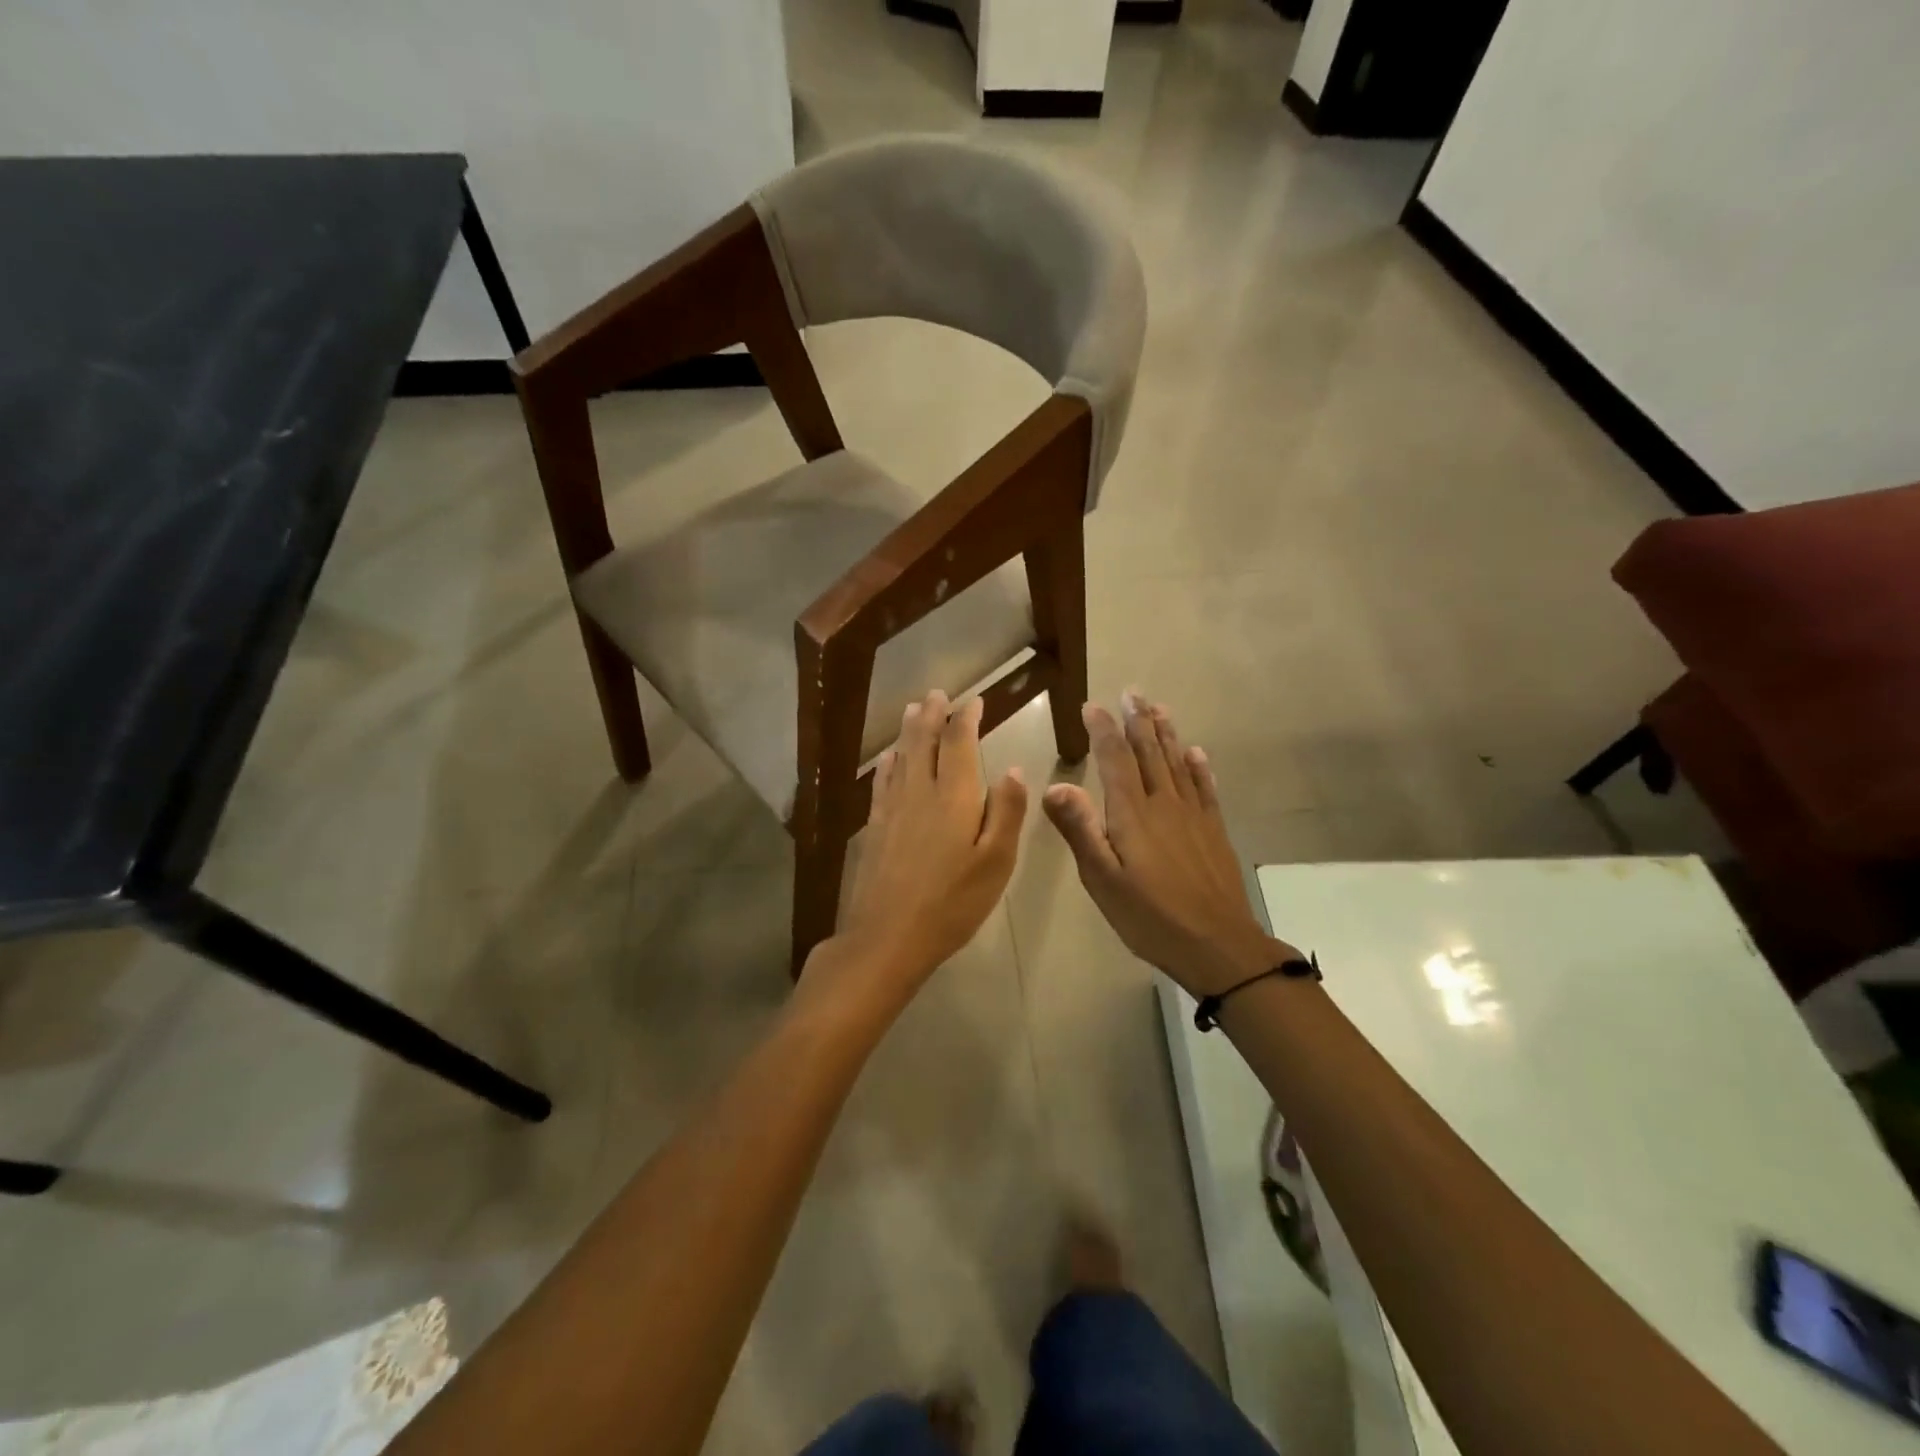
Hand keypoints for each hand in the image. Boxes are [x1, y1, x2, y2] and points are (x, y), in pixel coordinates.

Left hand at [808, 690, 1027, 1014]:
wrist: (888, 936)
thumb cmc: (952, 902)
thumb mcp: (996, 862)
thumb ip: (1006, 812)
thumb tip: (1014, 769)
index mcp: (953, 796)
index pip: (958, 742)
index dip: (965, 717)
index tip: (974, 700)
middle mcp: (919, 791)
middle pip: (924, 741)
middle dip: (932, 714)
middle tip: (936, 693)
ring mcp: (892, 808)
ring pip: (901, 756)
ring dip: (908, 730)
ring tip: (913, 710)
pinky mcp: (874, 827)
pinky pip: (882, 782)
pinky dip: (888, 763)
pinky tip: (888, 759)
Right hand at [1042, 694, 1297, 996]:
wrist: (1219, 946)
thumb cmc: (1151, 917)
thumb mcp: (1103, 880)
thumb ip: (1080, 831)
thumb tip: (1054, 786)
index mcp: (1133, 815)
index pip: (1115, 761)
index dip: (1103, 731)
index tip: (1093, 706)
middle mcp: (1164, 805)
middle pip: (1150, 753)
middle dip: (1137, 721)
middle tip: (1132, 692)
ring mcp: (1194, 817)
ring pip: (1177, 764)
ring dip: (1166, 734)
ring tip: (1158, 708)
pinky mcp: (1214, 832)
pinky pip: (1205, 789)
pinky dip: (1199, 767)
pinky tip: (1196, 753)